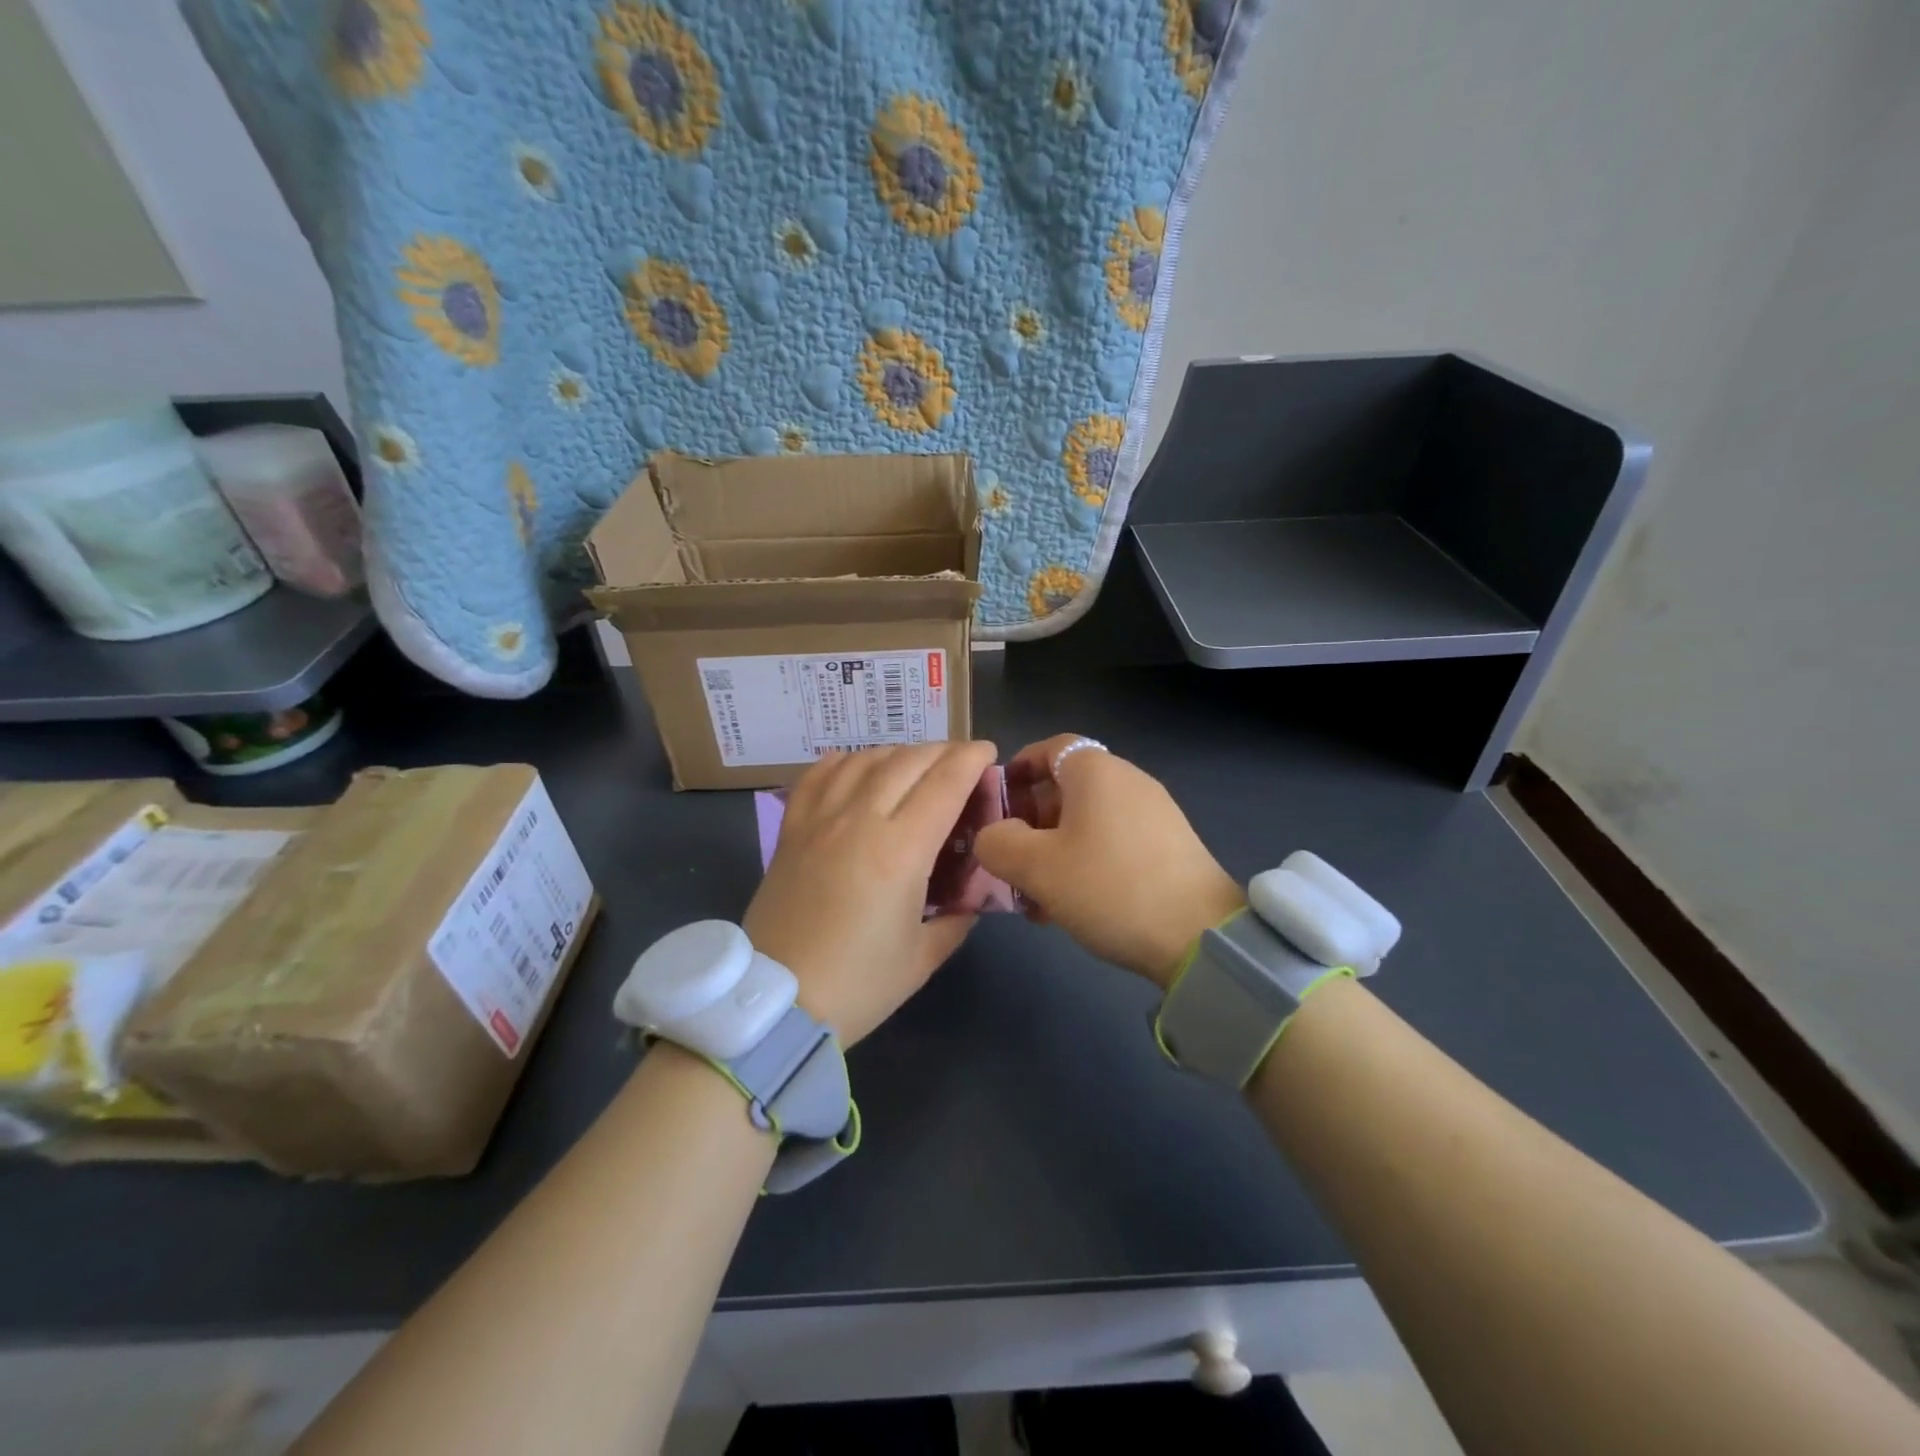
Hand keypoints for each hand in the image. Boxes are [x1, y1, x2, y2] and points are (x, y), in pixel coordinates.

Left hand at [744, 740, 997, 1045]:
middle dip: (942, 751)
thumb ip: (958, 916)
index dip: (971, 760)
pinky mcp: (791, 829)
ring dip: (898, 752)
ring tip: (915, 763)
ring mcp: (819, 820)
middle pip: (907, 761)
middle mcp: (860, 821)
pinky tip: (857, 766)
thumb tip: (971, 892)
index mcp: (901, 851)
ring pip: (864, 760)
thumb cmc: (858, 985)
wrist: (777, 1003)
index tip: (988, 752)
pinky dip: (844, 761)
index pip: (945, 783)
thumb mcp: (924, 956)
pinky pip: (817, 775)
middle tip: (961, 760)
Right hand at [974, 735, 1244, 986]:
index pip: (1050, 747)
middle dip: (1030, 821)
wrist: (1199, 936)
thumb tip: (992, 835)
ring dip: (1054, 849)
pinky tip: (1072, 905)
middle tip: (1009, 860)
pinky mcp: (1169, 846)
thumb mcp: (1036, 867)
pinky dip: (1085, 861)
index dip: (1017, 769)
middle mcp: (1128, 781)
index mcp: (1096, 772)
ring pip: (1087, 821)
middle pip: (1066, 787)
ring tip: (1036, 895)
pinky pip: (1113, 841)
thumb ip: (998, 843)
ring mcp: (1154, 813)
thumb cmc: (1109, 887)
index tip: (995, 802)